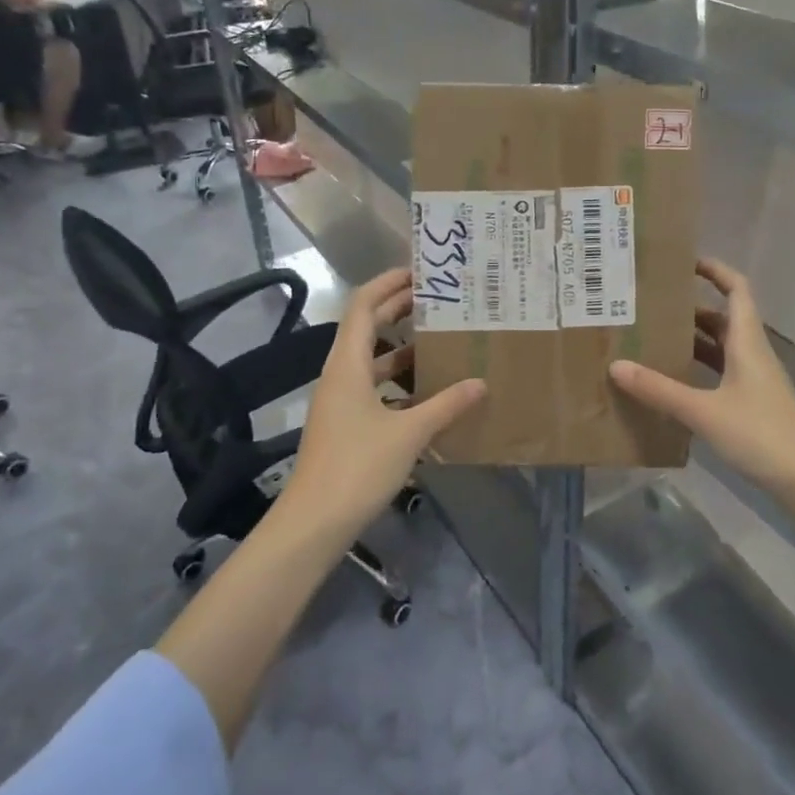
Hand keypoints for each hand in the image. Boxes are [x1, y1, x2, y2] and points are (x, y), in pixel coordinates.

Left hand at [282, 269, 484, 532]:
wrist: (314, 522)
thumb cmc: (357, 467)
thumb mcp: (409, 433)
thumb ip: (446, 405)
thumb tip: (481, 382)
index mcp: (347, 365)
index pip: (362, 306)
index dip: (387, 284)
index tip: (419, 272)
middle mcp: (340, 376)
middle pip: (366, 328)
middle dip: (398, 310)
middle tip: (437, 300)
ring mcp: (341, 402)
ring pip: (372, 361)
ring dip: (401, 347)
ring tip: (439, 340)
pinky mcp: (346, 425)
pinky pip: (374, 388)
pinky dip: (399, 381)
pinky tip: (428, 391)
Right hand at [610, 259, 794, 503]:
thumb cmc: (761, 434)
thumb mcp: (705, 411)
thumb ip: (660, 390)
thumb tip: (616, 366)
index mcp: (747, 342)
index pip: (736, 289)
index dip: (715, 270)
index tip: (684, 261)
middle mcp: (752, 354)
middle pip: (722, 318)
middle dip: (690, 308)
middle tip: (651, 305)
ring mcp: (753, 381)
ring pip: (720, 348)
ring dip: (691, 340)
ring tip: (652, 338)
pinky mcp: (750, 404)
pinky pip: (719, 374)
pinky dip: (697, 370)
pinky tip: (672, 381)